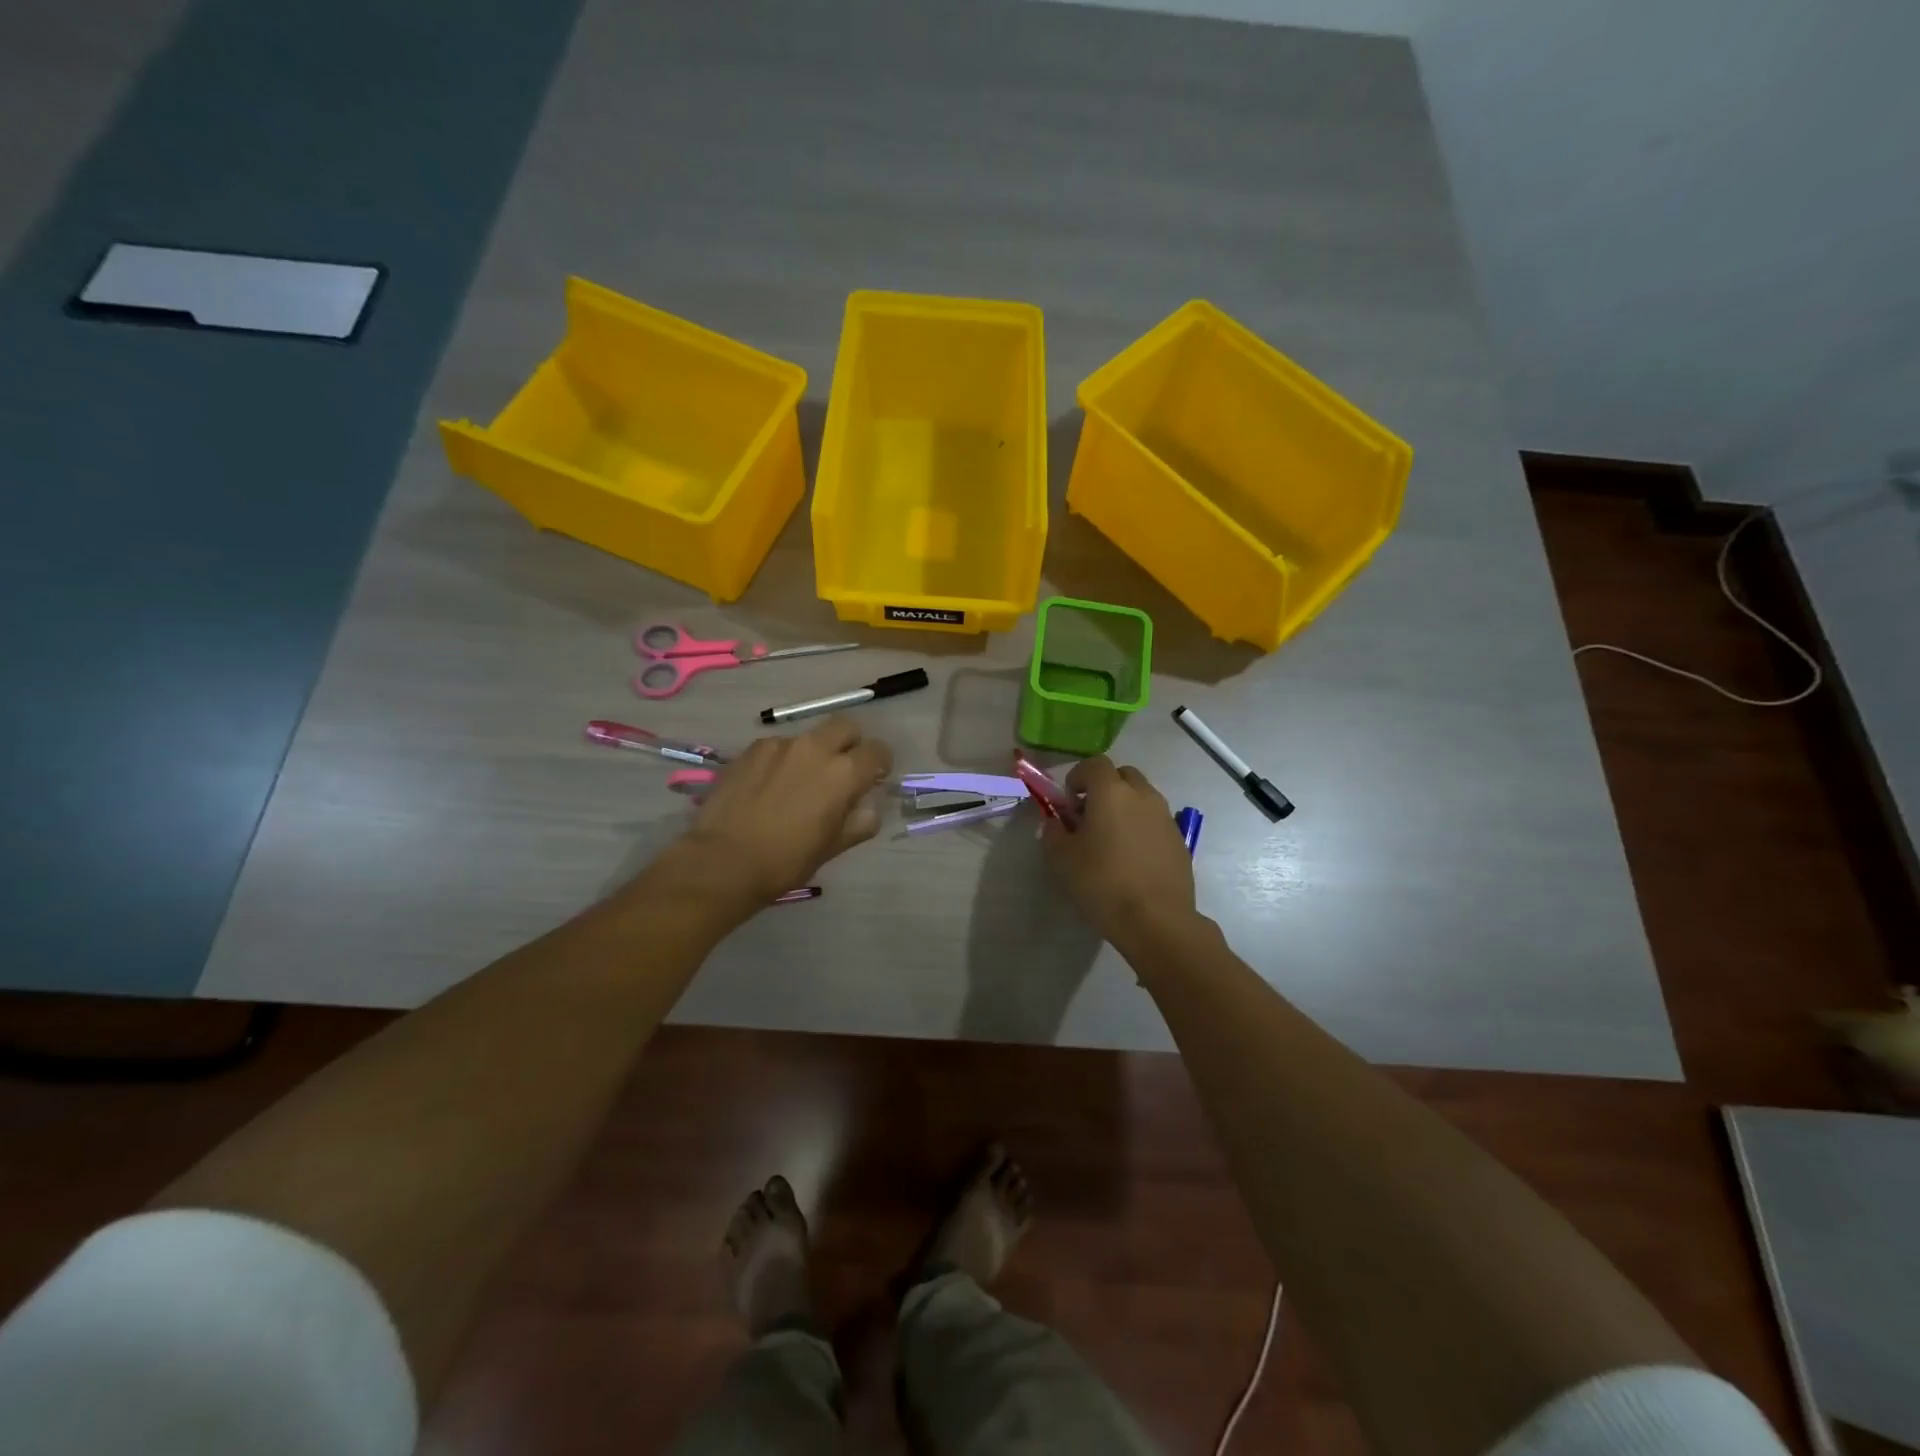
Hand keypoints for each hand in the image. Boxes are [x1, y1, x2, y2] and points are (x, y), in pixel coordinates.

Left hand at [675, 717, 892, 909]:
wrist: (724, 860)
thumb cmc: (786, 860)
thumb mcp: (832, 847)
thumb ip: (859, 822)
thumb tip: (868, 808)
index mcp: (844, 773)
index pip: (877, 751)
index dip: (880, 763)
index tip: (874, 778)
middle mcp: (815, 748)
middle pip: (846, 726)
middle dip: (851, 743)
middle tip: (842, 770)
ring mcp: (781, 745)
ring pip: (810, 736)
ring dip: (815, 752)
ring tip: (800, 782)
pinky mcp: (752, 749)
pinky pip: (779, 746)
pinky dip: (784, 759)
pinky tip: (771, 785)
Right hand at [1041, 756, 1196, 950]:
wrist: (1157, 920)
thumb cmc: (1102, 883)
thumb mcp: (1061, 858)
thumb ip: (1053, 832)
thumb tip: (1056, 822)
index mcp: (1112, 792)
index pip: (1095, 764)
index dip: (1077, 777)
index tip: (1068, 803)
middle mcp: (1143, 795)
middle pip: (1122, 775)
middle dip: (1103, 788)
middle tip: (1089, 817)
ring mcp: (1166, 817)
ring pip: (1142, 798)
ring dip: (1124, 808)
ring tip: (1110, 840)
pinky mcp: (1179, 840)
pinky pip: (1155, 821)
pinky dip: (1141, 828)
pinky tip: (1132, 859)